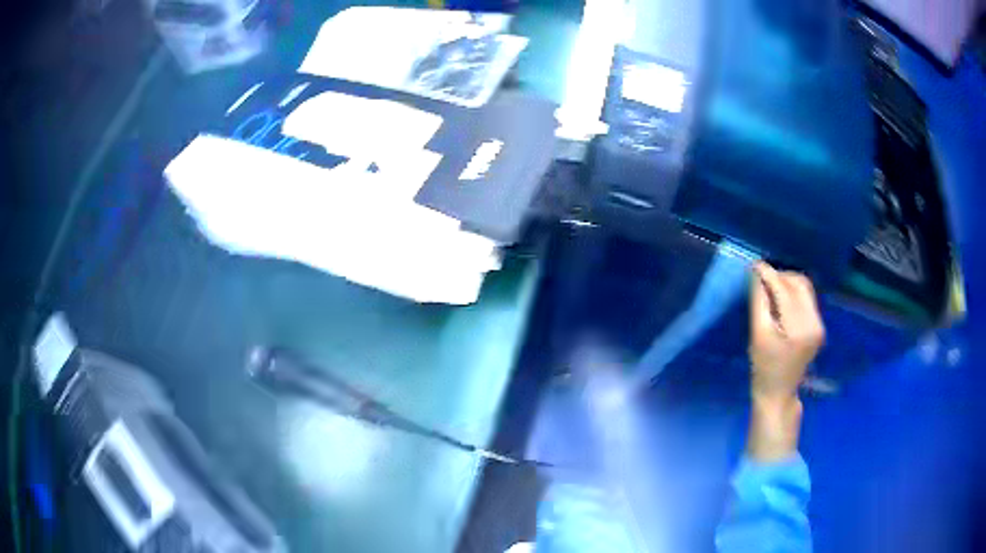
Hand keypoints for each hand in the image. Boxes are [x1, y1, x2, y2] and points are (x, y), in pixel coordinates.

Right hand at [746, 262, 824, 460]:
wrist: (778, 393)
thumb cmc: (763, 368)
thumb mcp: (757, 334)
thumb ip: (759, 302)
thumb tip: (756, 273)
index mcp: (798, 328)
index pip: (785, 290)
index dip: (769, 274)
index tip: (754, 265)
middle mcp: (814, 323)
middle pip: (799, 284)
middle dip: (780, 276)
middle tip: (761, 279)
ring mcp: (819, 325)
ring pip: (805, 288)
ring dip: (787, 282)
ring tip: (770, 287)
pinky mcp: (819, 326)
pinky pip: (807, 299)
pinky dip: (793, 293)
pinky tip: (781, 299)